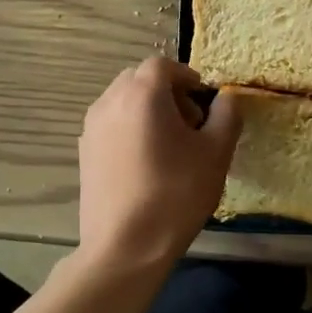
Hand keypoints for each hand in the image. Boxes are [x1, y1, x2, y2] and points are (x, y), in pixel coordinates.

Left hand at [76, 57, 241, 273]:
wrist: (125, 246)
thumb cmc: (175, 194)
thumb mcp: (216, 153)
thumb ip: (227, 115)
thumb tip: (226, 97)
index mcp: (142, 94)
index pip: (163, 65)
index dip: (187, 77)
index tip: (205, 102)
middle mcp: (110, 101)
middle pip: (140, 80)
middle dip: (168, 93)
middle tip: (190, 125)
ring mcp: (91, 128)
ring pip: (124, 102)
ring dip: (148, 111)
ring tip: (169, 147)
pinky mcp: (84, 152)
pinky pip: (111, 125)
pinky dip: (131, 130)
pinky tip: (146, 165)